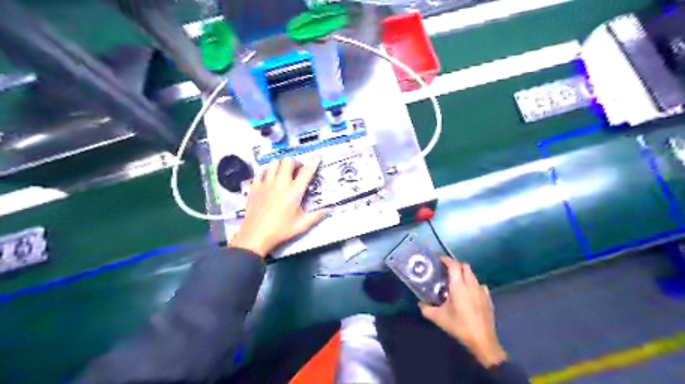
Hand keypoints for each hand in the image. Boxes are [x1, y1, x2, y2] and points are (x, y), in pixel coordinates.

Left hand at [228, 158, 326, 258]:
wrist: (256, 236)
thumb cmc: (281, 230)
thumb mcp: (302, 225)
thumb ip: (316, 215)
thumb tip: (329, 209)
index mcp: (294, 191)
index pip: (306, 171)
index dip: (314, 161)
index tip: (318, 156)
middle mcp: (280, 183)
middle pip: (288, 161)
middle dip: (295, 162)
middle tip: (298, 170)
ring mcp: (266, 183)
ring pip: (273, 163)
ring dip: (280, 165)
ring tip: (283, 173)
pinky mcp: (255, 187)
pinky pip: (261, 173)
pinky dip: (267, 173)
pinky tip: (269, 181)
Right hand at [418, 256, 507, 366]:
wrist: (482, 340)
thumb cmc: (459, 326)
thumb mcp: (438, 318)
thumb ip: (426, 309)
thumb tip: (420, 303)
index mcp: (459, 286)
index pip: (453, 265)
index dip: (446, 259)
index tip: (438, 259)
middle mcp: (471, 284)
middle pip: (465, 266)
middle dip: (455, 265)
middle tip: (446, 270)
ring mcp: (482, 291)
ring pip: (473, 275)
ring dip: (464, 274)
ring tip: (456, 282)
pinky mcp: (488, 298)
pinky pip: (480, 285)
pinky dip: (473, 284)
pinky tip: (468, 294)